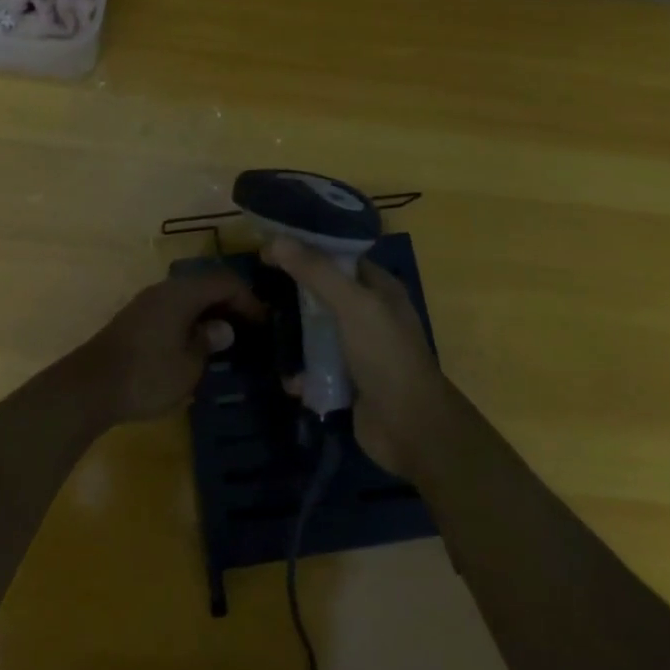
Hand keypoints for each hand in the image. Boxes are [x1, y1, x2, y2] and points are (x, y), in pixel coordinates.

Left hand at [77, 269, 264, 424]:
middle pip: (206, 283)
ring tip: (228, 336)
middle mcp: (165, 289)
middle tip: (250, 327)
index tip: (265, 322)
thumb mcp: (189, 365)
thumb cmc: (147, 375)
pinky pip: (174, 308)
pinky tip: (197, 342)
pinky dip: (192, 318)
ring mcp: (147, 302)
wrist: (90, 387)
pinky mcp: (136, 318)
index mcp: (182, 293)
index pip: (225, 281)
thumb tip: (223, 328)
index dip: (248, 299)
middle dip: (230, 301)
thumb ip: (209, 341)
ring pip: (188, 296)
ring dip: (209, 310)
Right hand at [265, 237, 453, 476]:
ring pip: (316, 331)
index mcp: (379, 288)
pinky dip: (301, 373)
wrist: (411, 430)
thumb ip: (317, 272)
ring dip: (293, 336)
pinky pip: (315, 367)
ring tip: (263, 330)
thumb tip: (276, 239)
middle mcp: (369, 314)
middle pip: (323, 293)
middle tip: (258, 286)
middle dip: (294, 292)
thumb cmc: (386, 356)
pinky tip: (289, 379)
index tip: (269, 244)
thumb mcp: (353, 306)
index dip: (306, 247)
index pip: (338, 256)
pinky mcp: (346, 381)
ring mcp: (357, 349)